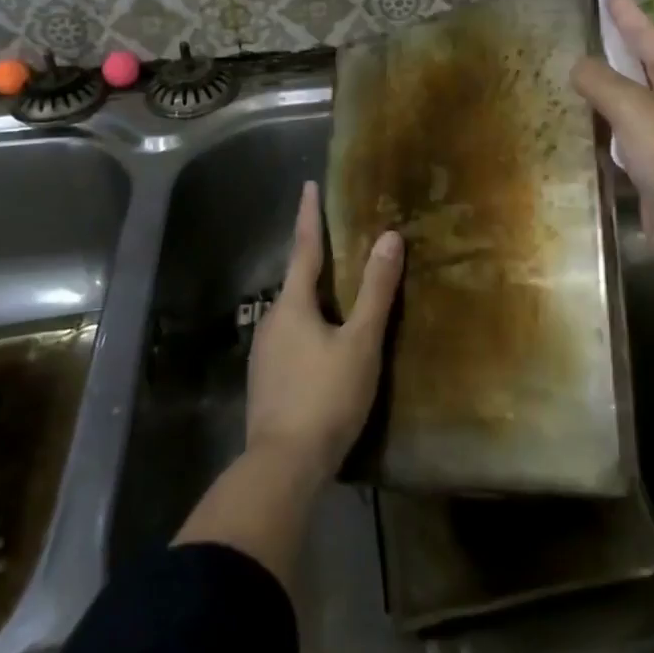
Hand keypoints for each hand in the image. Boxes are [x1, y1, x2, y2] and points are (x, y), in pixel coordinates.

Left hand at [245, 181, 401, 486]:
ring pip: (293, 314)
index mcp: (292, 305)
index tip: (308, 185)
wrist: (282, 467)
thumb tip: (389, 237)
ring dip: (314, 300)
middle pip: (297, 282)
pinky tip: (325, 347)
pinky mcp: (265, 382)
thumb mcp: (360, 342)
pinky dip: (309, 330)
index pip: (304, 248)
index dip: (309, 215)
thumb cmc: (326, 397)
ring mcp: (264, 354)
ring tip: (339, 297)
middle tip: (339, 245)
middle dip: (316, 261)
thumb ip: (375, 290)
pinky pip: (291, 341)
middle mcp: (271, 321)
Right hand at [572, 0, 653, 278]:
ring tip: (572, 75)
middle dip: (615, 47)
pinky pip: (623, 138)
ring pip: (630, 103)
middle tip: (588, 26)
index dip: (625, 10)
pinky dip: (603, 130)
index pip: (648, 35)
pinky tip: (581, 128)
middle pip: (641, 65)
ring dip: (604, 91)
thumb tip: (578, 67)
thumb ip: (601, 81)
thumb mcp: (634, 109)